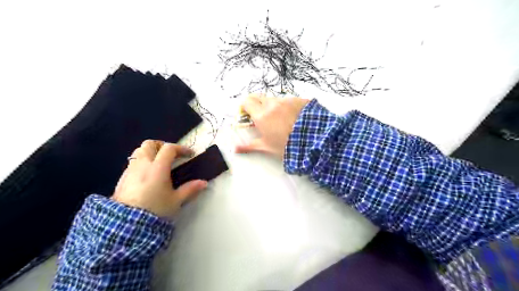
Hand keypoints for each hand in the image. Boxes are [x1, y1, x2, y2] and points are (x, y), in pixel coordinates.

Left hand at [113, 140, 208, 219]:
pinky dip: (142, 162)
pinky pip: (133, 163)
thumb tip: (204, 183)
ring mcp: (130, 170)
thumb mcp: (176, 200)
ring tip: (158, 163)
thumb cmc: (155, 209)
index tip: (189, 155)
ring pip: (139, 151)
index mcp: (158, 168)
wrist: (126, 224)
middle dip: (162, 146)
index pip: (169, 148)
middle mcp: (143, 164)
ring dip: (150, 152)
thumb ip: (190, 189)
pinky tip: (147, 175)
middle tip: (171, 155)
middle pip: (150, 144)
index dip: (181, 148)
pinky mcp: (122, 178)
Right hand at [237, 94, 311, 159]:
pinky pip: (287, 100)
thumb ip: (249, 146)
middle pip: (258, 97)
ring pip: (273, 99)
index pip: (246, 102)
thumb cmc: (287, 145)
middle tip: (260, 116)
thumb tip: (235, 149)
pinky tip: (292, 117)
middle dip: (256, 104)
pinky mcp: (298, 100)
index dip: (244, 107)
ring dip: (271, 106)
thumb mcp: (267, 147)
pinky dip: (285, 106)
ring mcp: (286, 100)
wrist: (314, 140)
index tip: (247, 115)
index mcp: (261, 115)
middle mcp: (272, 104)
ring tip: (279, 119)